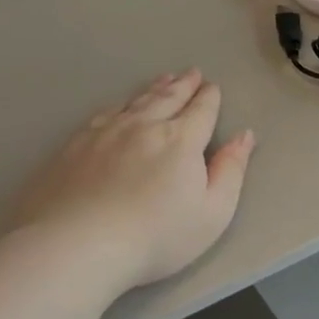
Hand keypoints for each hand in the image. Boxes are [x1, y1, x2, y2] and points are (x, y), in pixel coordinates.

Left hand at [17, 70, 254, 290]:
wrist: (77, 245)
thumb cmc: (156, 236)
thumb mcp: (212, 212)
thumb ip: (231, 170)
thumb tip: (245, 135)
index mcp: (180, 140)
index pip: (200, 111)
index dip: (209, 98)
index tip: (212, 87)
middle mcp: (143, 126)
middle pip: (168, 99)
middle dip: (183, 85)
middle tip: (192, 73)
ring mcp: (105, 133)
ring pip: (135, 101)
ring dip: (153, 89)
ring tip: (163, 80)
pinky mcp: (74, 145)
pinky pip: (104, 113)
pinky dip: (120, 104)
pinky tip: (120, 106)